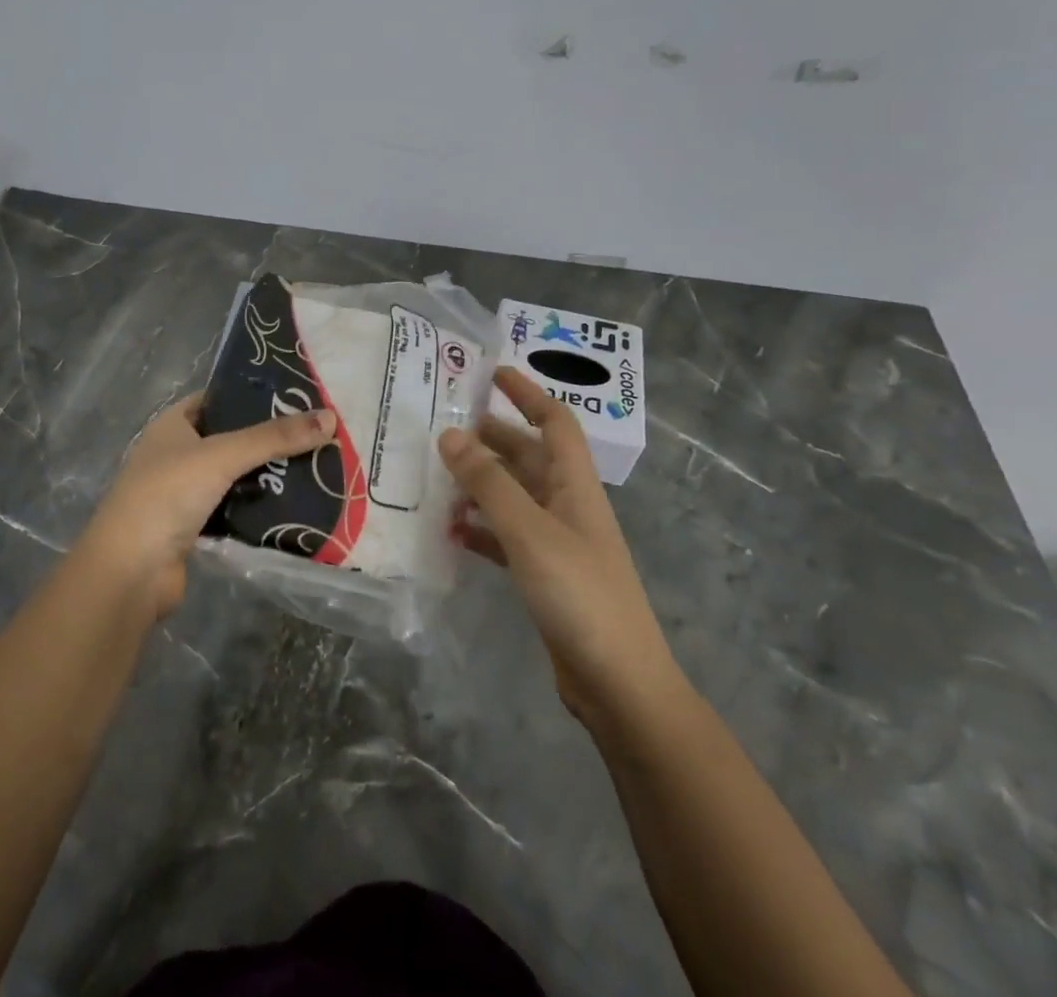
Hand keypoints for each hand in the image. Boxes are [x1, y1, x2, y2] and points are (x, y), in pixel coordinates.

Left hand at [81, 392, 336, 618]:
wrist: (130, 571)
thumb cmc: (167, 495)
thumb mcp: (222, 455)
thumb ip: (274, 437)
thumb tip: (331, 418)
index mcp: (172, 426)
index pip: (218, 400)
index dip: (252, 396)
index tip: (296, 396)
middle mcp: (176, 454)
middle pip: (230, 439)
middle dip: (268, 438)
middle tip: (316, 432)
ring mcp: (183, 493)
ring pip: (234, 476)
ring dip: (266, 475)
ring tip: (316, 464)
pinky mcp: (194, 528)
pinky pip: (234, 509)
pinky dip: (258, 507)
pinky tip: (294, 504)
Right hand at [440, 368, 683, 722]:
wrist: (618, 683)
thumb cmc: (580, 595)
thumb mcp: (529, 531)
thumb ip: (489, 482)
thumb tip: (450, 433)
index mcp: (574, 486)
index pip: (554, 423)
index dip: (527, 393)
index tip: (492, 373)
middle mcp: (567, 506)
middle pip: (528, 456)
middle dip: (492, 435)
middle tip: (444, 423)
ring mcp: (556, 542)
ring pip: (513, 496)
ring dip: (480, 481)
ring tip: (438, 471)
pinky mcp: (544, 575)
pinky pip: (506, 536)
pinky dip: (480, 527)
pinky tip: (451, 529)